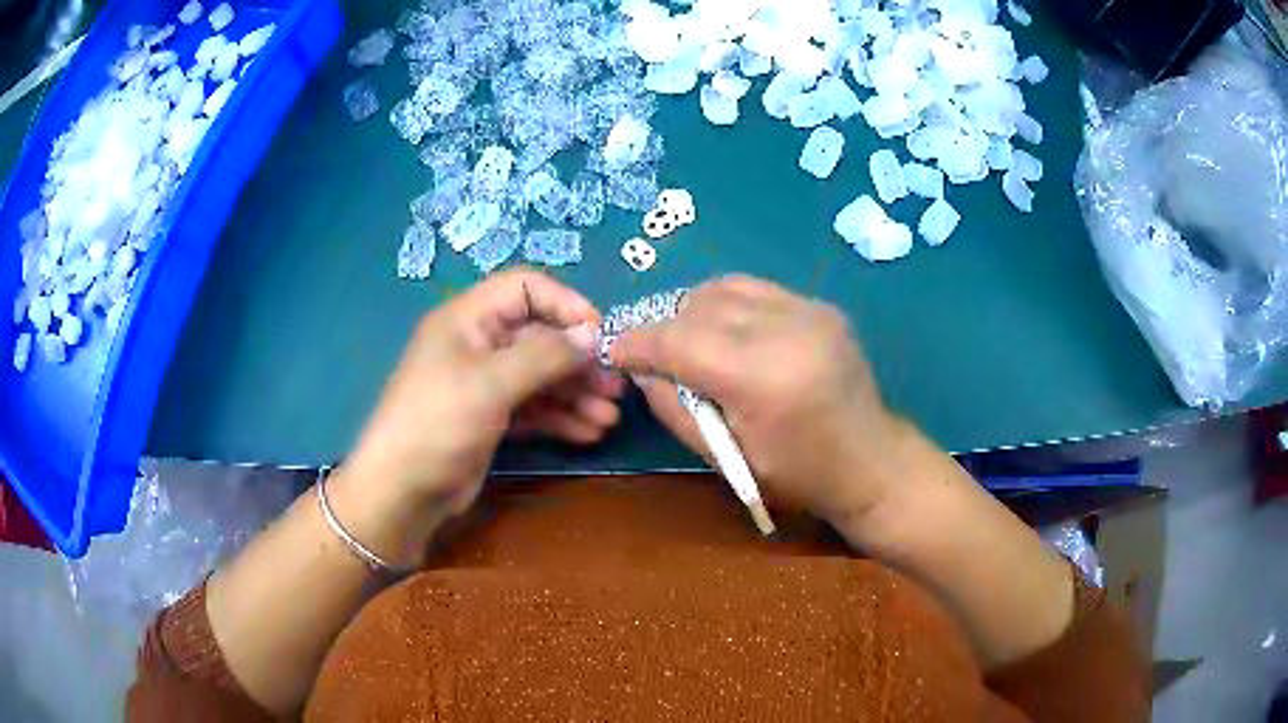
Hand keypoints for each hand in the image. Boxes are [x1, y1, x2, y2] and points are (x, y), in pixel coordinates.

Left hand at [346, 270, 623, 520]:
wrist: (401, 492)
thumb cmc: (438, 423)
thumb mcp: (490, 384)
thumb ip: (545, 355)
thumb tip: (594, 332)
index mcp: (468, 319)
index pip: (524, 289)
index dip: (564, 304)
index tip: (599, 334)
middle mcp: (478, 345)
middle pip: (539, 337)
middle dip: (578, 360)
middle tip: (614, 386)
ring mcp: (485, 385)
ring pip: (540, 376)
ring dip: (575, 393)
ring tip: (609, 417)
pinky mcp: (491, 419)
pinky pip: (533, 408)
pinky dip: (560, 417)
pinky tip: (589, 433)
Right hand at [609, 276, 904, 526]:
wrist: (871, 462)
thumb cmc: (796, 475)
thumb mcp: (725, 457)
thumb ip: (674, 407)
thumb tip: (641, 369)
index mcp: (763, 377)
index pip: (680, 340)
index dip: (638, 342)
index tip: (613, 350)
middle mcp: (788, 329)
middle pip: (699, 307)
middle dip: (663, 326)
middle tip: (648, 352)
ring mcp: (809, 310)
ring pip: (724, 288)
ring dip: (693, 310)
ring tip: (683, 339)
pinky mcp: (820, 306)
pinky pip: (755, 291)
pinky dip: (726, 305)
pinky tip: (722, 330)